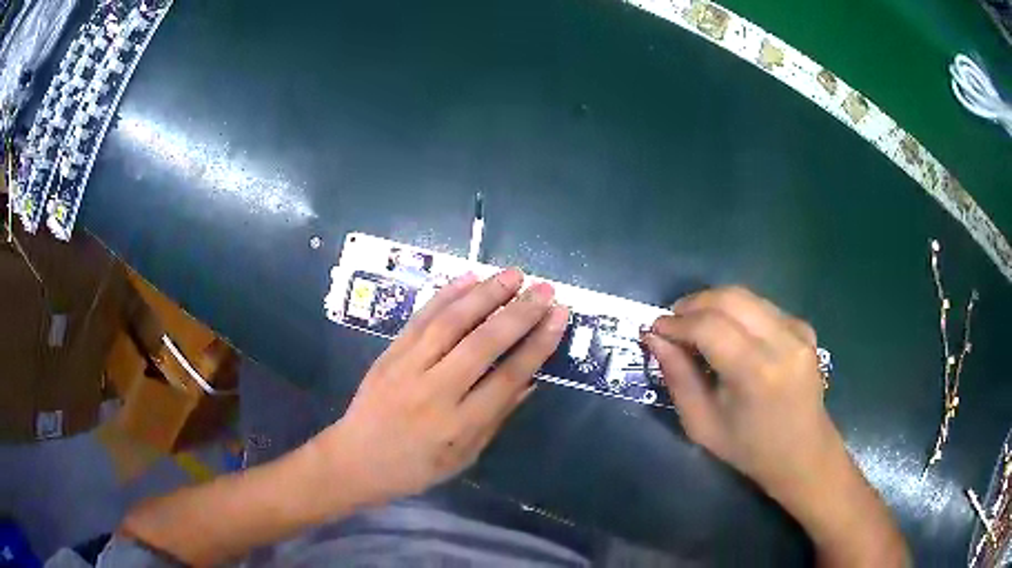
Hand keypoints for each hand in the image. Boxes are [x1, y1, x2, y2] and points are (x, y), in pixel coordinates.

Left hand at [313, 268, 568, 504]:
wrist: (355, 460)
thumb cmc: (415, 467)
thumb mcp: (464, 456)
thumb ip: (496, 417)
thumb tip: (530, 380)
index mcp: (458, 425)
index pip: (507, 377)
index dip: (537, 344)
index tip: (559, 316)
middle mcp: (435, 391)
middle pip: (482, 344)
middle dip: (518, 313)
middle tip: (544, 289)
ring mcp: (408, 368)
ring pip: (450, 322)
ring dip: (484, 294)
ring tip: (513, 275)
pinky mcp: (389, 353)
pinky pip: (420, 319)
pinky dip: (445, 295)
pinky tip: (468, 279)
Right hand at [642, 286, 834, 501]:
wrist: (803, 453)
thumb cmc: (749, 449)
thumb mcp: (702, 424)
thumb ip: (678, 377)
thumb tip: (655, 337)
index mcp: (757, 373)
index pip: (709, 326)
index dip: (677, 322)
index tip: (655, 328)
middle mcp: (782, 341)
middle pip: (729, 298)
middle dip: (693, 304)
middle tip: (673, 322)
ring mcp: (797, 331)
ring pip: (745, 297)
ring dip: (713, 304)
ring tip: (695, 326)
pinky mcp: (804, 328)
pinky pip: (761, 307)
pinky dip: (737, 313)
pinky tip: (729, 334)